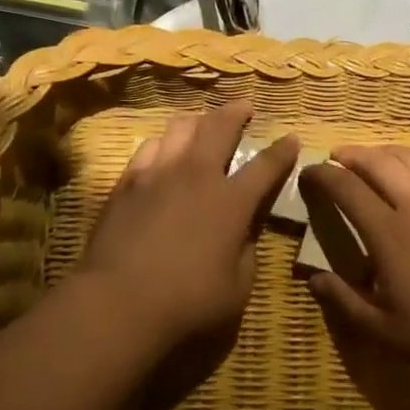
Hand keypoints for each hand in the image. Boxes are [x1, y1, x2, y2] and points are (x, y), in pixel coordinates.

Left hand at [76, 102, 298, 358]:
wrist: (118, 302)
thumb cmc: (188, 302)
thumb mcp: (237, 287)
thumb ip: (246, 252)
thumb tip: (244, 233)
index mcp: (232, 201)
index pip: (266, 166)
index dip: (283, 151)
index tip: (291, 138)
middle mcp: (197, 175)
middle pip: (220, 127)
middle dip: (236, 112)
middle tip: (244, 107)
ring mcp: (158, 174)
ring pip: (180, 128)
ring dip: (198, 122)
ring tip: (202, 125)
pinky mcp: (127, 183)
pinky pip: (149, 147)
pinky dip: (163, 143)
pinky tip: (163, 150)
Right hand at [299, 146, 409, 395]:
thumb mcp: (381, 328)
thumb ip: (343, 300)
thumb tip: (313, 279)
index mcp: (388, 232)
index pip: (347, 188)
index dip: (324, 175)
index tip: (310, 172)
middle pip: (379, 162)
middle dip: (352, 154)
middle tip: (336, 157)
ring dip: (385, 152)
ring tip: (372, 158)